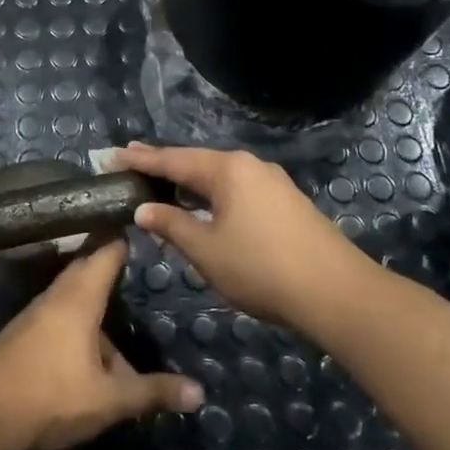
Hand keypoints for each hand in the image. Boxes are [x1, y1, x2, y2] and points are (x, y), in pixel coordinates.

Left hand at [0, 242, 204, 449]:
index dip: (124, 236)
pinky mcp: (25, 334)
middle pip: (88, 270)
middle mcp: (57, 296)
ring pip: (74, 297)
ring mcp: (37, 314)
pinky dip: (80, 320)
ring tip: (121, 313)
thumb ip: (152, 392)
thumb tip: (199, 393)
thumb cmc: (52, 395)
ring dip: (96, 302)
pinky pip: (60, 315)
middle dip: (111, 265)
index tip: (141, 220)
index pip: (106, 252)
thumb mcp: (109, 399)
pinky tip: (92, 350)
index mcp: (80, 297)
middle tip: (136, 260)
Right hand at [114, 141, 375, 331]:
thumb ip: (171, 225)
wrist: (337, 292)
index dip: (140, 160)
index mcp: (227, 169)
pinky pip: (236, 189)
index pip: (172, 160)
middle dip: (163, 163)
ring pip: (218, 175)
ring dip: (188, 179)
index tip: (111, 156)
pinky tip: (202, 203)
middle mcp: (249, 165)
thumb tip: (143, 209)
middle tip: (131, 160)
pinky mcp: (285, 202)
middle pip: (196, 161)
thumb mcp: (206, 250)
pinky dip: (210, 193)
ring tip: (161, 180)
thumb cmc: (261, 268)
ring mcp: (271, 182)